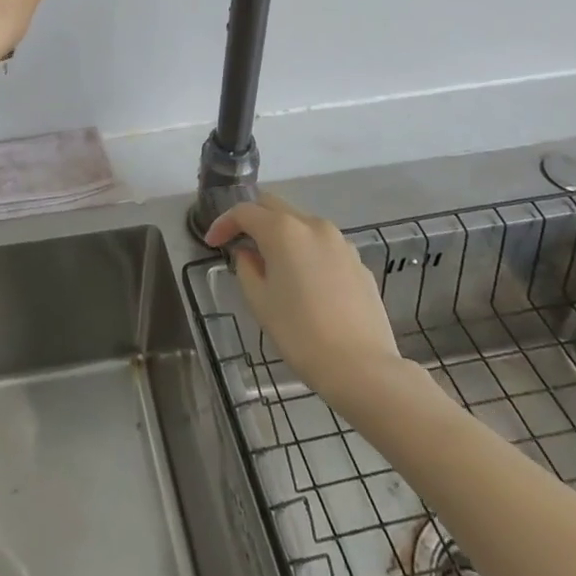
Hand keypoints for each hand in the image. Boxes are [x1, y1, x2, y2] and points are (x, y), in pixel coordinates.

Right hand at [205, 195, 401, 400]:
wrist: (363, 368)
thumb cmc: (300, 334)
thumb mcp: (260, 302)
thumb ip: (246, 268)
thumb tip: (249, 254)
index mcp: (283, 230)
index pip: (244, 212)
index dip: (223, 224)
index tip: (212, 243)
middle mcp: (313, 225)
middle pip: (274, 206)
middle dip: (252, 219)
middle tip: (238, 242)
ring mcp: (340, 242)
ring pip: (301, 224)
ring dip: (281, 234)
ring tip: (273, 264)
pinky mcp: (358, 262)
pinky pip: (324, 246)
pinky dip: (307, 252)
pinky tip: (305, 282)